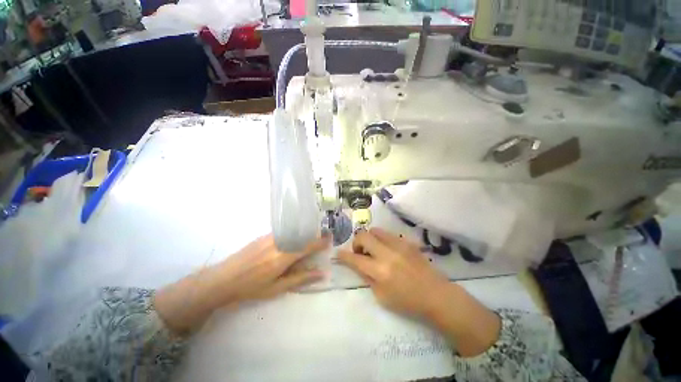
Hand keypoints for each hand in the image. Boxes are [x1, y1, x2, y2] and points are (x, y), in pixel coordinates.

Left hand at [154, 234, 329, 333]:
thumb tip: (321, 273)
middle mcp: (279, 242)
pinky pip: (284, 231)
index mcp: (283, 257)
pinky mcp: (264, 235)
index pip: (308, 245)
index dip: (321, 241)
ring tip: (308, 240)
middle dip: (314, 235)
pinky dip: (293, 233)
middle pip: (302, 234)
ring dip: (304, 234)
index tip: (330, 239)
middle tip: (322, 239)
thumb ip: (301, 279)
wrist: (222, 279)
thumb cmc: (251, 288)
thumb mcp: (277, 288)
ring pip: (294, 230)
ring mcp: (271, 236)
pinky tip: (293, 240)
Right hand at [337, 228, 449, 317]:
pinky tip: (387, 250)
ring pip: (375, 230)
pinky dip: (382, 240)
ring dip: (369, 239)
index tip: (338, 253)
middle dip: (356, 242)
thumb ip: (367, 277)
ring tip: (374, 249)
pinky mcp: (407, 242)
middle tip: (360, 252)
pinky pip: (388, 234)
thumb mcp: (381, 296)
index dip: (344, 255)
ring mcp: (398, 245)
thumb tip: (358, 263)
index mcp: (380, 271)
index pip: (355, 259)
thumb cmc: (407, 301)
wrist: (436, 295)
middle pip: (363, 236)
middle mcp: (387, 253)